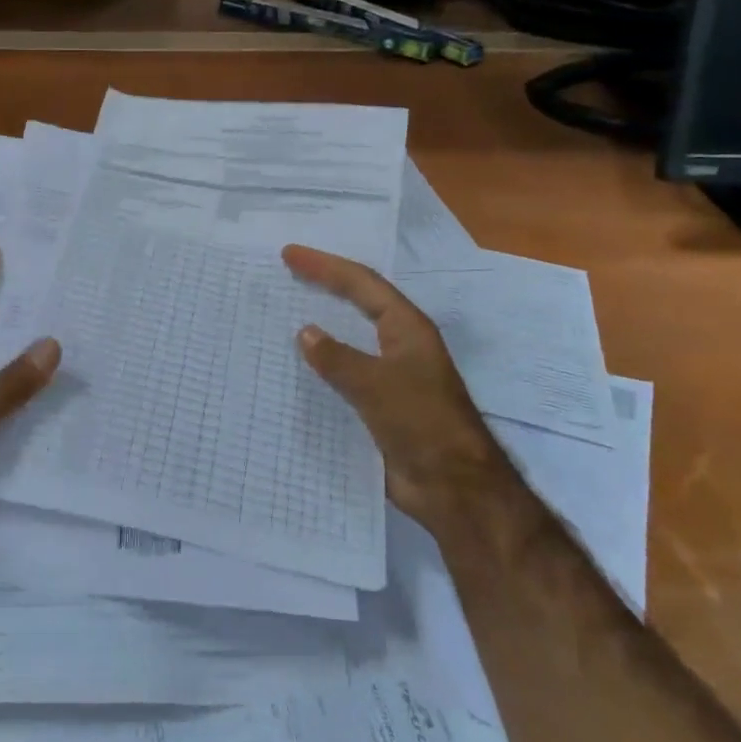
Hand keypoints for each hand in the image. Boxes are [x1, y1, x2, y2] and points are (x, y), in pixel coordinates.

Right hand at [283, 244, 502, 528]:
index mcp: (406, 329)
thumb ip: (337, 358)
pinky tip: (298, 367)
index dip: (325, 266)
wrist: (453, 486)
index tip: (290, 255)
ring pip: (352, 338)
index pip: (361, 284)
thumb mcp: (375, 385)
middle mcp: (400, 345)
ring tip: (287, 311)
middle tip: (288, 270)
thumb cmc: (421, 423)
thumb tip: (305, 332)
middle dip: (326, 284)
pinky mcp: (382, 405)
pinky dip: (323, 364)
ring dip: (323, 323)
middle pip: (359, 303)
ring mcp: (392, 375)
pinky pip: (346, 374)